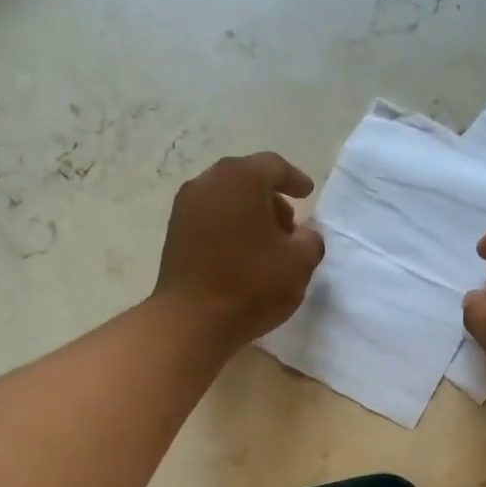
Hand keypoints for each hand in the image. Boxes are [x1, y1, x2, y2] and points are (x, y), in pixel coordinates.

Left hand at [154, 153, 324, 345]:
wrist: (192, 320)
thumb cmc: (251, 285)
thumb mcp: (299, 264)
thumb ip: (310, 241)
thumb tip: (304, 234)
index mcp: (241, 178)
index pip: (273, 166)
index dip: (294, 179)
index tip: (307, 193)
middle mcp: (209, 182)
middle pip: (246, 179)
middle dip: (271, 198)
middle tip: (289, 225)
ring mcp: (186, 207)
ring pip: (226, 199)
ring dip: (249, 214)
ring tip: (266, 244)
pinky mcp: (174, 233)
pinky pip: (210, 219)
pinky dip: (229, 227)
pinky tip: (242, 255)